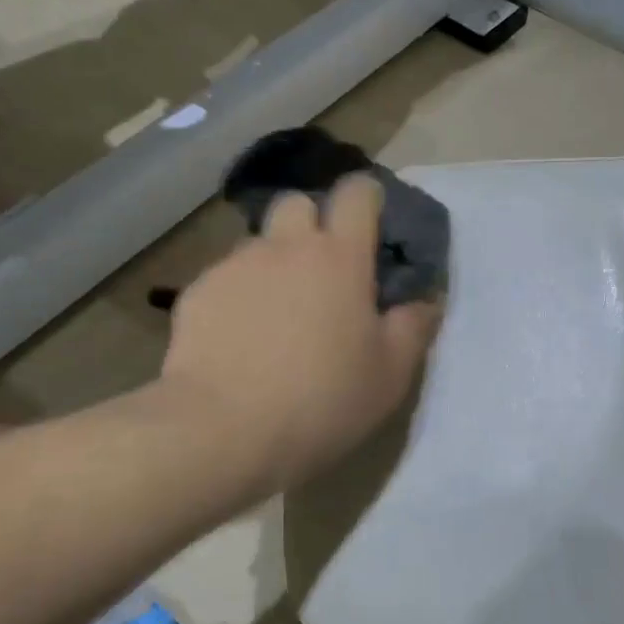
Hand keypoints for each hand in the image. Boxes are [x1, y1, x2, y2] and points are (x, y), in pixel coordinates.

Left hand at [160, 174, 441, 493]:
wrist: (222, 430)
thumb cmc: (321, 401)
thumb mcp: (389, 376)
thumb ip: (413, 328)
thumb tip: (426, 299)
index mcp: (339, 258)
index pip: (355, 193)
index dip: (365, 199)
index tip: (371, 225)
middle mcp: (285, 247)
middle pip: (298, 203)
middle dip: (312, 223)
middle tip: (322, 272)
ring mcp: (235, 266)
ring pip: (259, 244)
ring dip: (274, 263)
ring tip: (276, 315)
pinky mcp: (197, 292)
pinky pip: (225, 278)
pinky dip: (238, 296)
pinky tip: (239, 340)